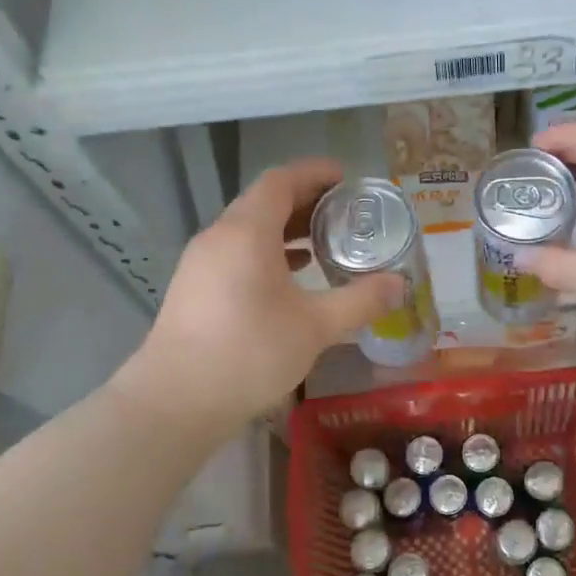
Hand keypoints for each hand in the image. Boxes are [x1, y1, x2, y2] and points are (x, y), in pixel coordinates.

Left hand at [131, 160, 403, 425]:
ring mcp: (201, 263)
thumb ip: (360, 301)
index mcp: (247, 232)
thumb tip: (399, 285)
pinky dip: (266, 252)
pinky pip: (236, 253)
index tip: (346, 177)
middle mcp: (219, 237)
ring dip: (285, 228)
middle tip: (344, 212)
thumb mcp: (315, 327)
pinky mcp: (194, 288)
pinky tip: (289, 277)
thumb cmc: (249, 353)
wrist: (176, 401)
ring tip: (323, 243)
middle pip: (264, 201)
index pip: (281, 181)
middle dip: (305, 201)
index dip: (314, 173)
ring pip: (248, 229)